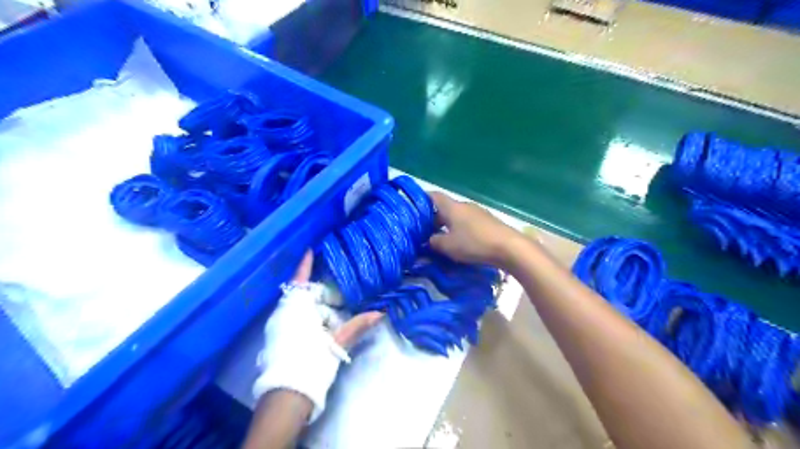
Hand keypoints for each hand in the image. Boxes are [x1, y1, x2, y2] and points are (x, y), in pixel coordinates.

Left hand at [255, 253, 381, 423]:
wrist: (286, 395)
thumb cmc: (311, 362)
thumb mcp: (336, 342)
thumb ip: (357, 326)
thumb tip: (380, 313)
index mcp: (296, 309)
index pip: (301, 280)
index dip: (305, 264)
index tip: (310, 250)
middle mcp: (283, 313)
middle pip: (301, 295)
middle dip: (318, 293)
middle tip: (335, 294)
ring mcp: (277, 326)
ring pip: (297, 308)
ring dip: (312, 306)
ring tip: (329, 309)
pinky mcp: (276, 338)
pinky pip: (292, 318)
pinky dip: (305, 316)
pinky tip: (318, 323)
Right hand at [429, 189, 521, 268]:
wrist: (508, 247)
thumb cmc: (473, 243)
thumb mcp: (448, 246)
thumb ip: (433, 242)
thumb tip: (427, 241)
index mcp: (452, 207)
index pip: (433, 196)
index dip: (421, 200)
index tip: (412, 210)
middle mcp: (464, 206)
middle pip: (444, 208)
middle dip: (433, 219)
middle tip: (423, 232)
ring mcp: (477, 213)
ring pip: (456, 217)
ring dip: (447, 226)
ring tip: (440, 240)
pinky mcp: (487, 222)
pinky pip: (467, 223)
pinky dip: (459, 230)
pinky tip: (459, 243)